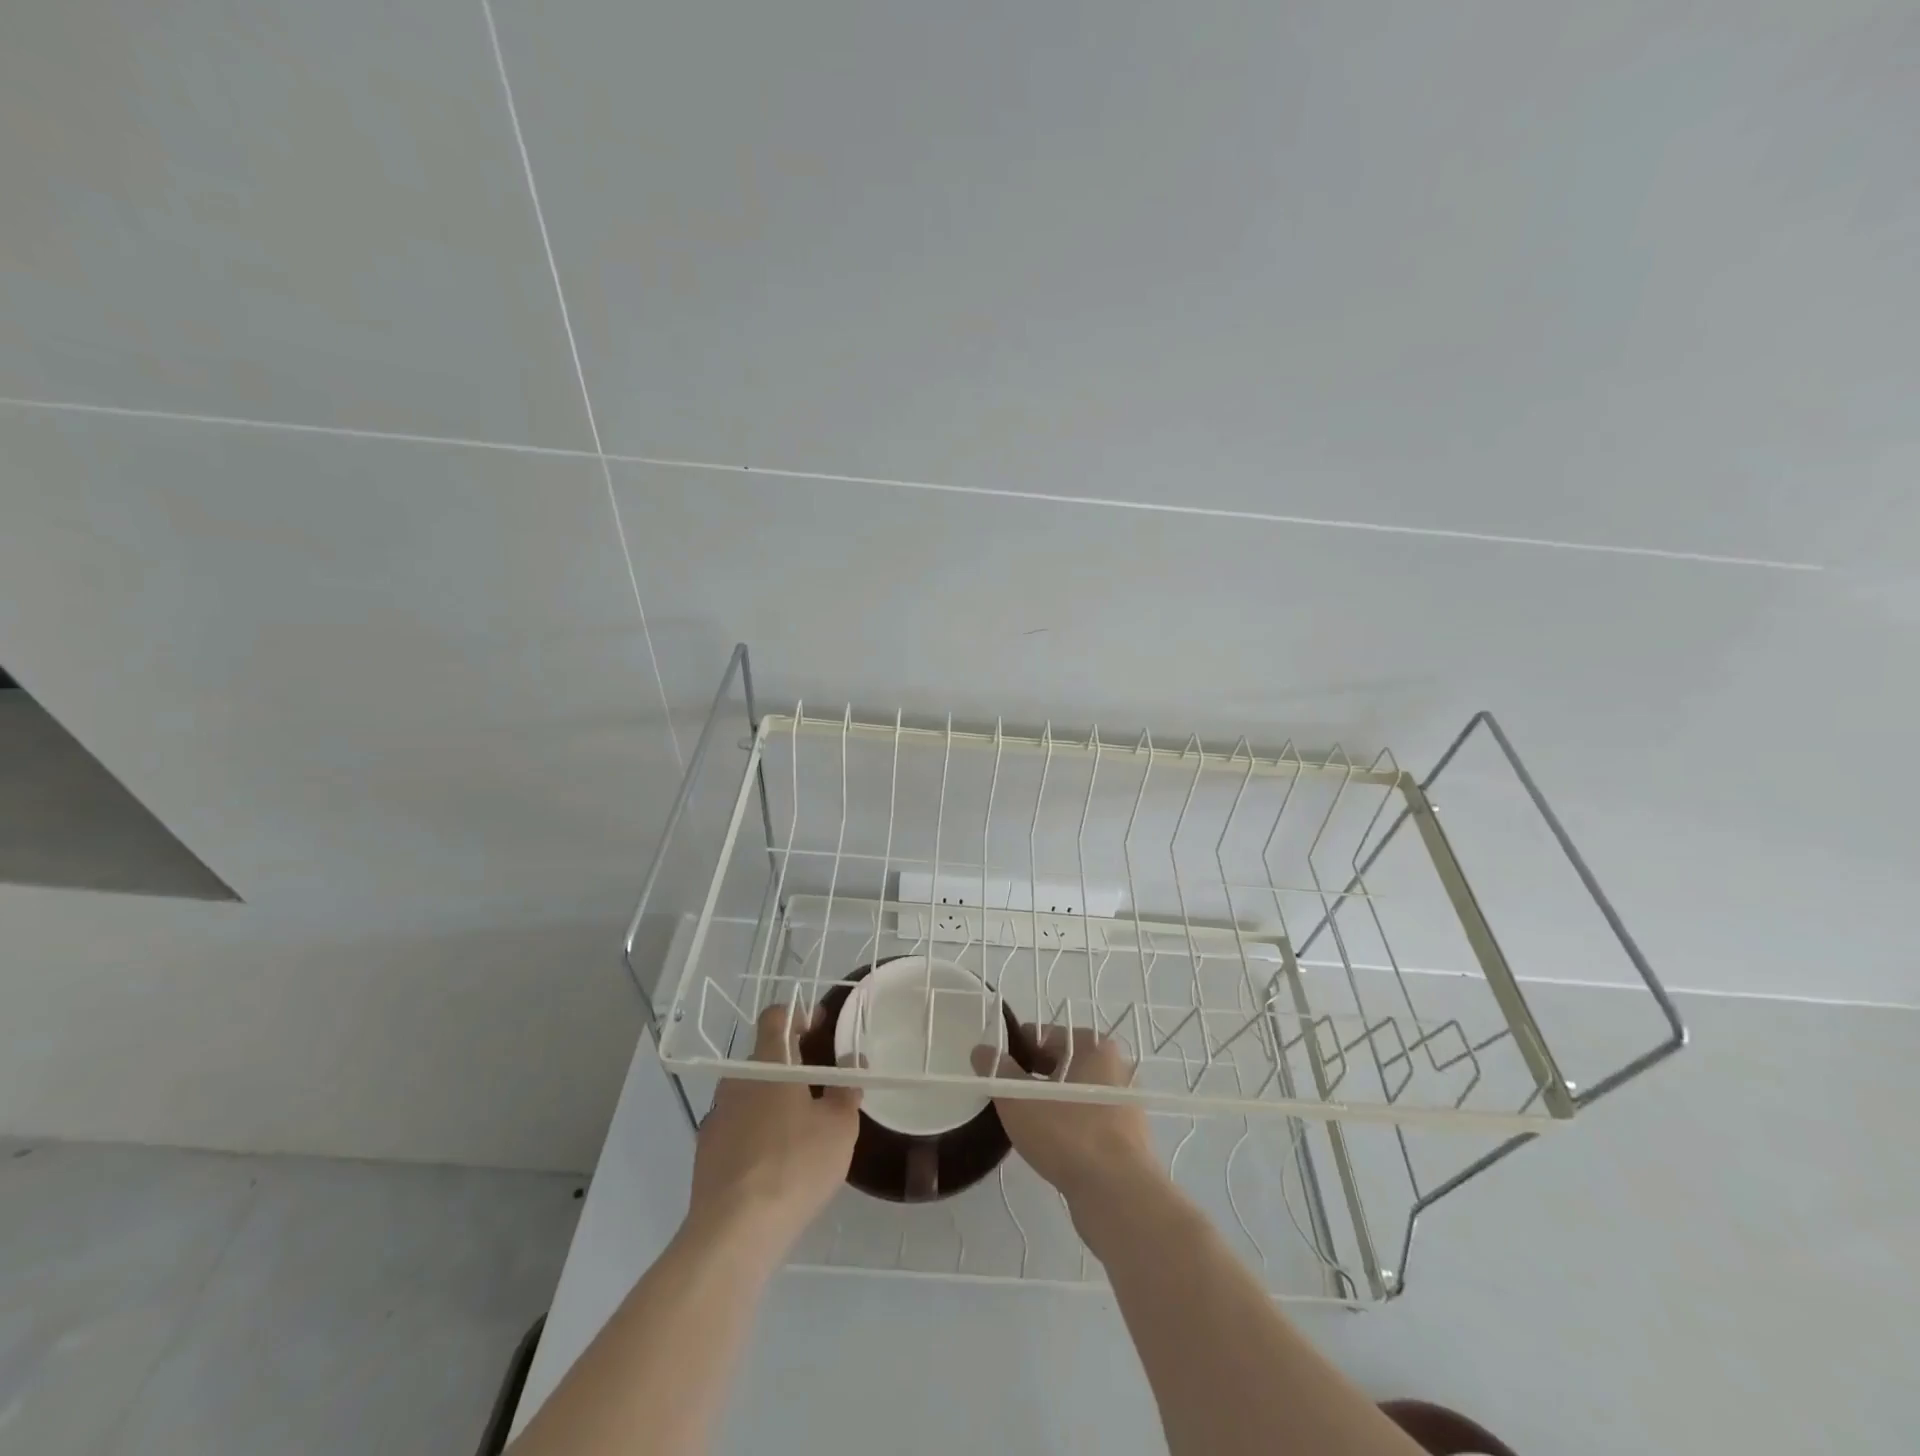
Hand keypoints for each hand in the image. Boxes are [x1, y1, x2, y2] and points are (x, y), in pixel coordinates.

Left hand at [688, 1005, 860, 1255]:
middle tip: (819, 1082)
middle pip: (764, 1057)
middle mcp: (736, 1081)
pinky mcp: (706, 1152)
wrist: (733, 1231)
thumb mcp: (839, 1127)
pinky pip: (736, 1126)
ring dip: (772, 1099)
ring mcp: (716, 1117)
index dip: (799, 1014)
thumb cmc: (794, 1165)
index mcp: (768, 1064)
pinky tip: (774, 1160)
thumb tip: (851, 1063)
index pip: (776, 1017)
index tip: (820, 1026)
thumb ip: (846, 1089)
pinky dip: (756, 1130)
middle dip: (791, 1063)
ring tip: (800, 1126)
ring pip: (749, 1093)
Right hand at [972, 1025, 1160, 1214]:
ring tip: (1025, 1123)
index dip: (1018, 1049)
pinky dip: (1068, 1127)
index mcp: (1096, 1046)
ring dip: (1050, 1104)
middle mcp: (1116, 1069)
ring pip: (1075, 1095)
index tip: (998, 1070)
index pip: (1048, 1035)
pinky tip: (1050, 1145)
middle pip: (1063, 1064)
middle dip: (1033, 1077)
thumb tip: (982, 1051)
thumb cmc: (1069, 1135)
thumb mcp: (1020, 1099)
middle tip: (1008, 1098)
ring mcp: (1125, 1106)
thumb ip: (998, 1071)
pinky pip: (1088, 1122)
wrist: (1119, 1197)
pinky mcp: (1127, 1139)